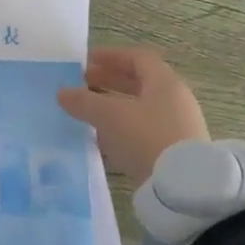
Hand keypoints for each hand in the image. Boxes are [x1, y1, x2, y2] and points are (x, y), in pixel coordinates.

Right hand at [57, 47, 209, 185]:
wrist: (182, 189)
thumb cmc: (146, 138)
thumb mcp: (109, 116)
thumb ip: (84, 101)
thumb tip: (62, 92)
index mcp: (164, 83)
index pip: (138, 58)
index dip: (111, 56)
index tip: (86, 61)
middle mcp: (175, 100)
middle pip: (140, 82)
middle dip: (108, 80)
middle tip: (82, 84)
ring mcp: (177, 126)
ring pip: (140, 107)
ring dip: (113, 104)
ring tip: (88, 110)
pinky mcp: (174, 150)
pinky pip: (144, 128)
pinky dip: (122, 126)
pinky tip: (103, 138)